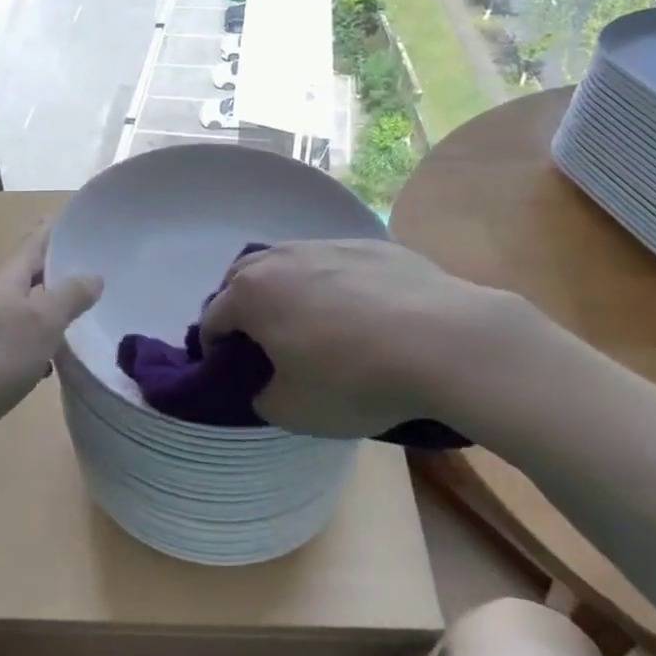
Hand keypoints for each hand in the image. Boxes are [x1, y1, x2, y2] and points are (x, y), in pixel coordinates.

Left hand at [0, 228, 102, 462]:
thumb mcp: (42, 322)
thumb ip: (70, 296)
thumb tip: (93, 275)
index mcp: (6, 278)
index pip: (35, 241)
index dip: (58, 229)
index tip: (84, 221)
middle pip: (30, 274)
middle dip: (61, 271)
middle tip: (98, 271)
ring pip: (25, 308)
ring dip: (51, 308)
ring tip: (84, 314)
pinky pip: (16, 339)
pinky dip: (38, 341)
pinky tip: (53, 359)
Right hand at [198, 239, 516, 438]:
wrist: (444, 340)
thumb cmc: (353, 378)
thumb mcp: (292, 410)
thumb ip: (261, 395)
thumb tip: (265, 383)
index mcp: (250, 294)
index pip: (212, 320)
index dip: (215, 351)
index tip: (235, 374)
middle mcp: (281, 258)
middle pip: (242, 279)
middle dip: (242, 309)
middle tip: (266, 345)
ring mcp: (328, 245)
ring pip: (290, 264)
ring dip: (287, 291)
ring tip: (315, 325)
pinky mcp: (372, 245)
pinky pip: (335, 263)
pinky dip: (333, 285)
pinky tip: (364, 314)